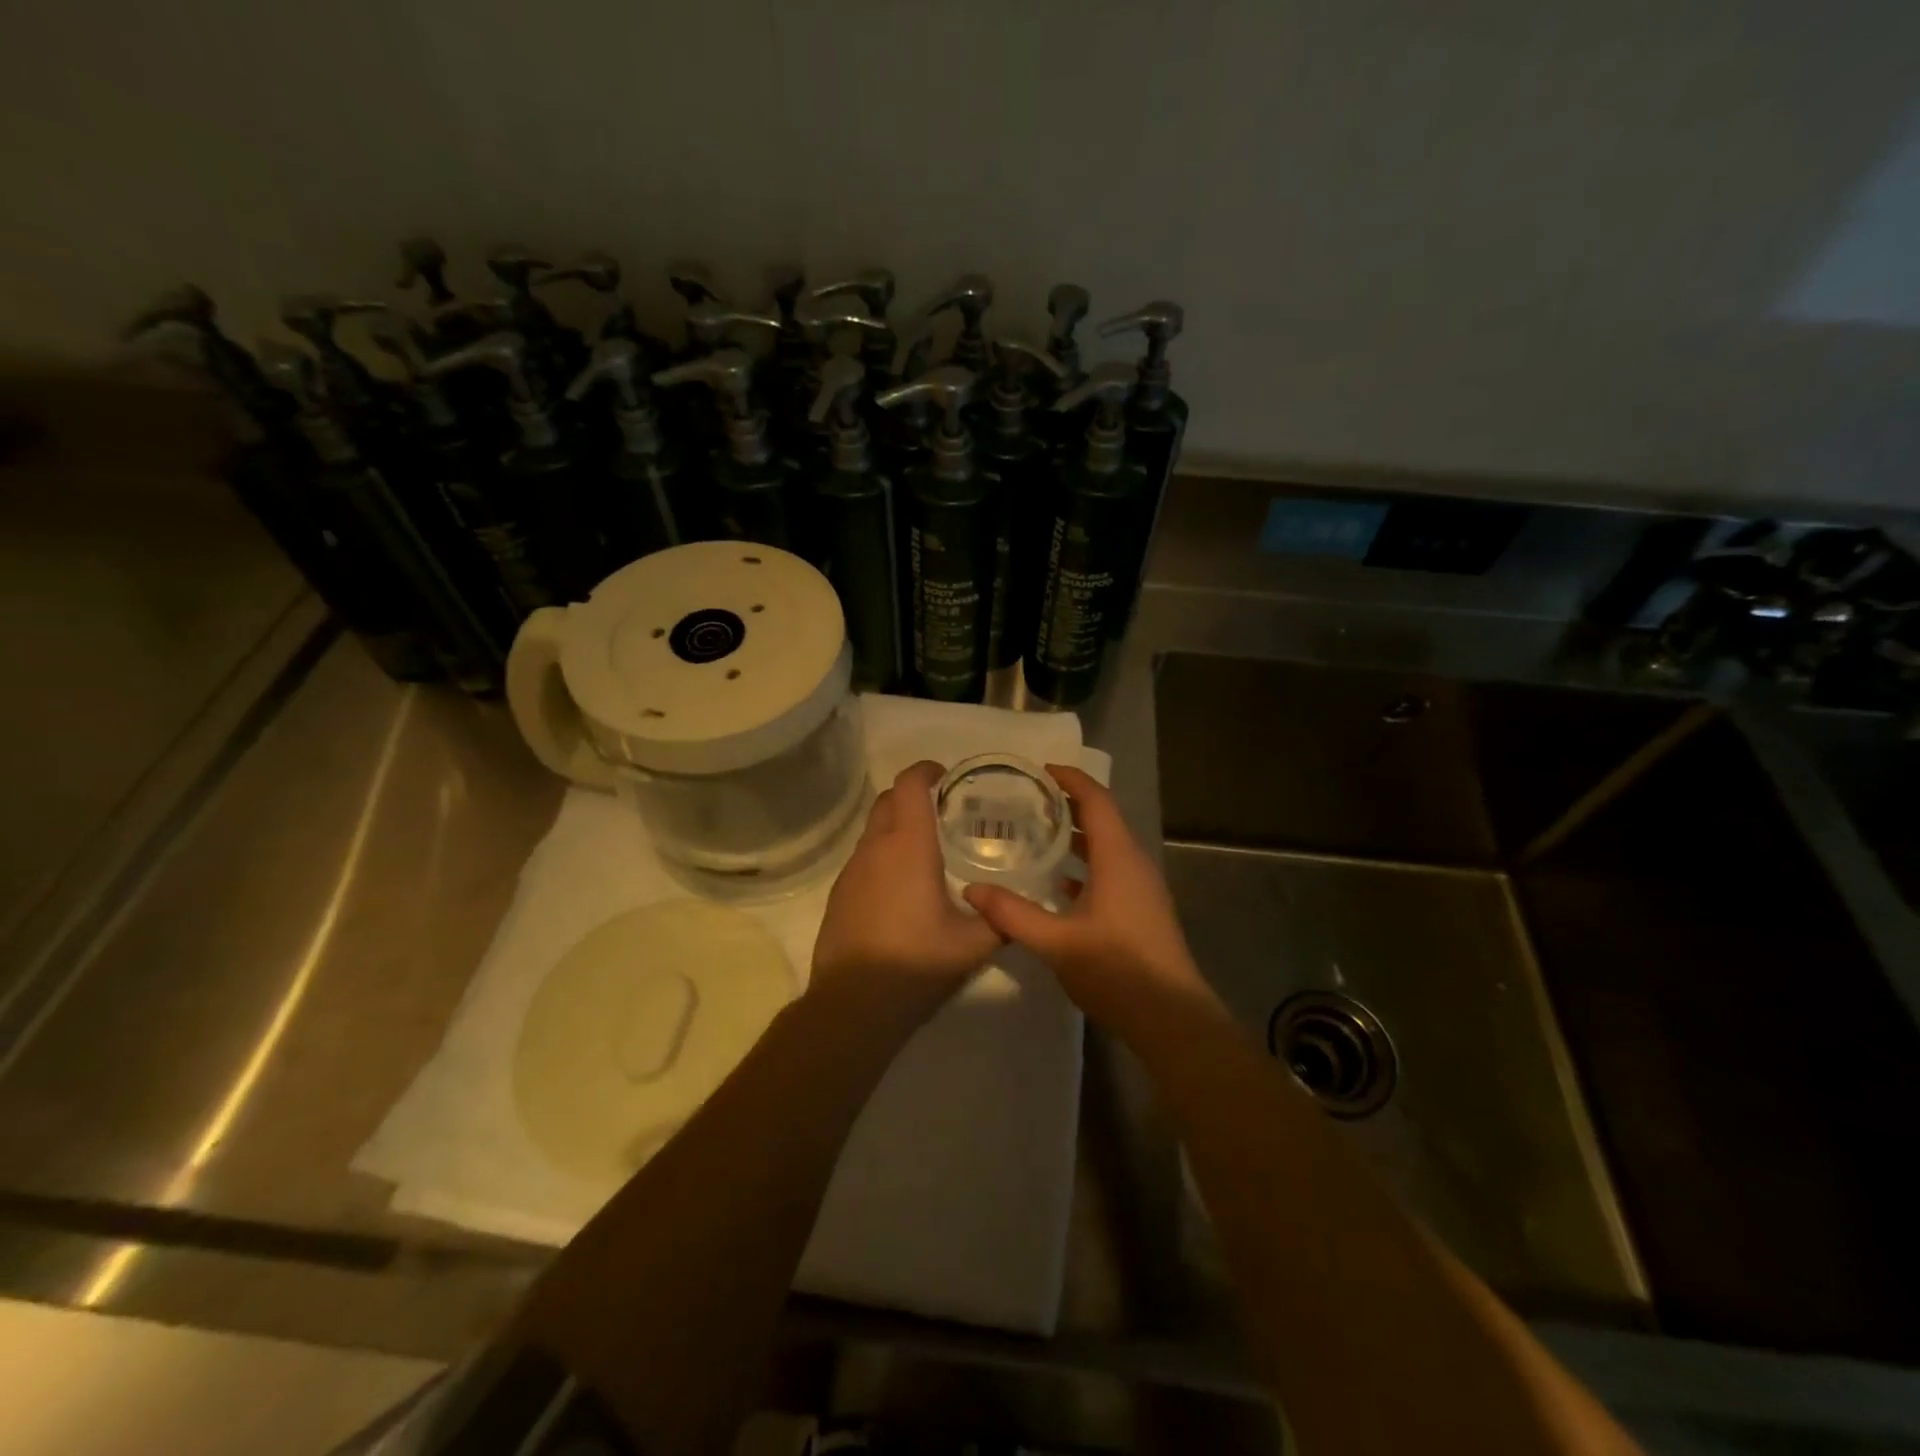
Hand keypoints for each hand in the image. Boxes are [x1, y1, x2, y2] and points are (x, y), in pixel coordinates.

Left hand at [809, 760, 1004, 1024]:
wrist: (852, 1004)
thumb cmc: (916, 963)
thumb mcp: (973, 944)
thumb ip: (1001, 919)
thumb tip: (1019, 909)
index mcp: (908, 846)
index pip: (910, 784)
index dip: (927, 770)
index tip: (948, 777)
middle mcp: (875, 848)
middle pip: (888, 799)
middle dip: (913, 794)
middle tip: (945, 813)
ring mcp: (851, 870)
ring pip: (873, 828)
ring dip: (897, 825)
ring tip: (928, 850)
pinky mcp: (839, 893)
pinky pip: (864, 857)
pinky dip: (884, 853)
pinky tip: (903, 886)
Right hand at [964, 765, 1209, 1029]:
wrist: (1170, 1017)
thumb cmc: (1116, 969)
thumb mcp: (1056, 942)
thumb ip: (1012, 914)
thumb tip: (971, 889)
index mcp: (1118, 857)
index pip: (1096, 800)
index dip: (1070, 779)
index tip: (1040, 770)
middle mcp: (1133, 863)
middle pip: (1102, 819)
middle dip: (1068, 805)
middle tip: (1028, 801)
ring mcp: (1141, 888)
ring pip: (1107, 847)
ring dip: (1076, 837)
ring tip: (1036, 835)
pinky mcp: (1141, 909)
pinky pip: (1111, 872)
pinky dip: (1085, 866)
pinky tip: (1057, 885)